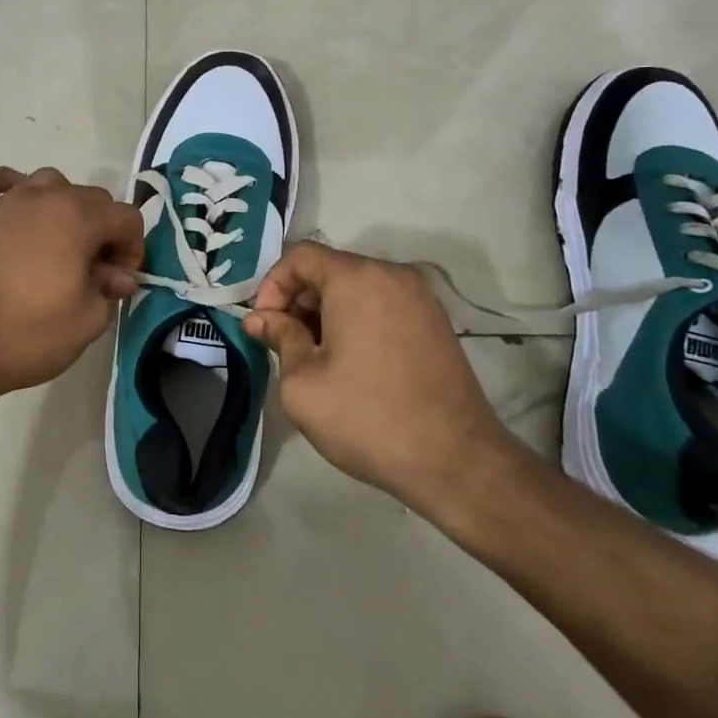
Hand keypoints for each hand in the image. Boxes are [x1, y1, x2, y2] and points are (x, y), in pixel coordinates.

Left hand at [0, 167, 144, 402]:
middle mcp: (42, 197)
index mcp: (77, 218)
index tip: (121, 280)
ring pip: (46, 182)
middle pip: (90, 196)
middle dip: (102, 229)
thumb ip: (109, 290)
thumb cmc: (26, 336)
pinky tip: (10, 208)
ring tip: (55, 242)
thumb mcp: (86, 322)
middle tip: (93, 270)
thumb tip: (117, 276)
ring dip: (61, 205)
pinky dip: (7, 187)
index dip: (133, 247)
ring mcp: (2, 202)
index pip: (126, 216)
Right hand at [245, 242, 524, 520]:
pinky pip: (382, 304)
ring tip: (316, 358)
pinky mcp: (436, 321)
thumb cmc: (368, 418)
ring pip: (356, 287)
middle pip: (330, 269)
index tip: (264, 327)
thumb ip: (279, 338)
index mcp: (357, 278)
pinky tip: (352, 363)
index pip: (300, 256)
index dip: (272, 286)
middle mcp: (391, 274)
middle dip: (299, 301)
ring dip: (327, 312)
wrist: (457, 462)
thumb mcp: (303, 383)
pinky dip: (357, 320)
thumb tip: (260, 319)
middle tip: (285, 345)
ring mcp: (420, 296)